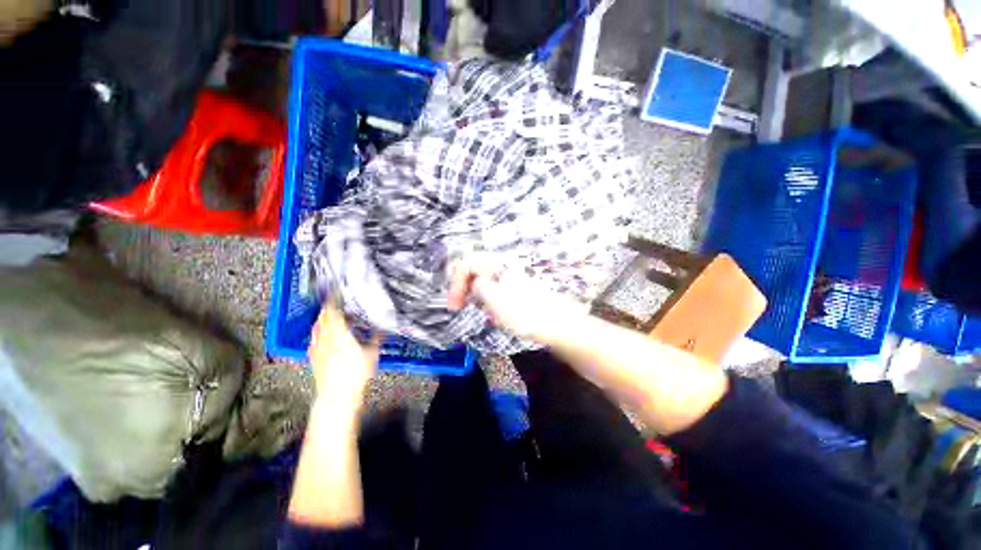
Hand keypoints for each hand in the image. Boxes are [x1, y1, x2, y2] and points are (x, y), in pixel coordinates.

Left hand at [308, 302, 380, 416]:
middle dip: (328, 308)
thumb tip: (383, 327)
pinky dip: (319, 333)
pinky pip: (314, 339)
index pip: (332, 311)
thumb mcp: (372, 353)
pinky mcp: (313, 357)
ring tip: (331, 317)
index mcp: (339, 332)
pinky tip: (325, 337)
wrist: (337, 395)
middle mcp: (324, 337)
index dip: (333, 300)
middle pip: (322, 317)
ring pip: (317, 328)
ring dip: (323, 320)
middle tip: (336, 303)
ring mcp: (316, 347)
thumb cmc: (356, 373)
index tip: (336, 293)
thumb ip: (377, 338)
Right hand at [446, 257, 587, 343]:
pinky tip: (500, 316)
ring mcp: (515, 279)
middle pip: (477, 270)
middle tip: (463, 307)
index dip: (456, 281)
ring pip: (487, 282)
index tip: (454, 305)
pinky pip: (499, 292)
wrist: (561, 326)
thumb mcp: (496, 301)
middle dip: (466, 288)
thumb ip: (479, 287)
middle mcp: (507, 268)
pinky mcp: (522, 290)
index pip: (468, 263)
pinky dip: (493, 303)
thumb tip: (475, 282)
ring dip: (480, 297)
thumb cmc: (527, 314)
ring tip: (487, 315)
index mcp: (500, 266)